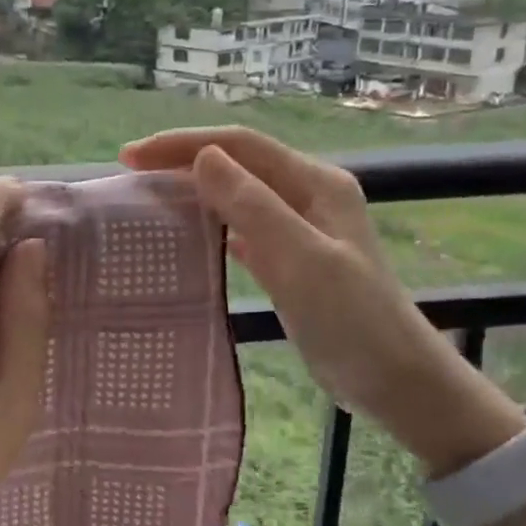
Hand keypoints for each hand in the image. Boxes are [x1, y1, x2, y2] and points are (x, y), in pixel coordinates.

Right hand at [119, 127, 522, 475]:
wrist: (396, 380)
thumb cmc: (353, 320)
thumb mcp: (302, 259)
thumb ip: (254, 206)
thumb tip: (203, 157)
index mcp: (315, 183)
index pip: (240, 145)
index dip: (184, 144)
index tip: (131, 158)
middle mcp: (307, 195)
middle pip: (236, 163)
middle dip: (182, 160)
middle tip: (130, 175)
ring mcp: (299, 228)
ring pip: (236, 194)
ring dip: (193, 189)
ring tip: (149, 197)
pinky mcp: (290, 259)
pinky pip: (242, 227)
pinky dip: (210, 223)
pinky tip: (187, 234)